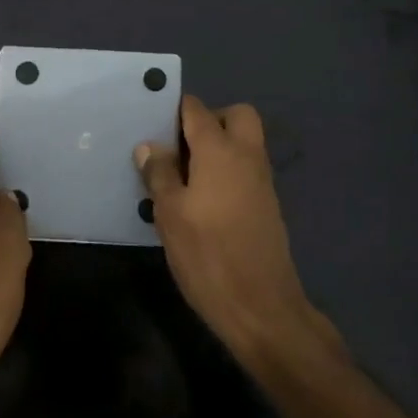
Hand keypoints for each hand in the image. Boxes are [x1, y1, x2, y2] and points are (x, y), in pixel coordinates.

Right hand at [136, 96, 337, 372]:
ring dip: (218, 146)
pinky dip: (226, 170)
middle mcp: (247, 156)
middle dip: (208, 120)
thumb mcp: (170, 214)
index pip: (197, 109)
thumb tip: (150, 145)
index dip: (174, 110)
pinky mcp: (267, 204)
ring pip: (244, 142)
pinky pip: (246, 168)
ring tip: (183, 175)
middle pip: (235, 115)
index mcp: (220, 150)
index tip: (151, 122)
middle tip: (178, 147)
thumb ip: (159, 174)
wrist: (261, 307)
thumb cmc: (208, 255)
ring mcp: (262, 180)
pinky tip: (201, 199)